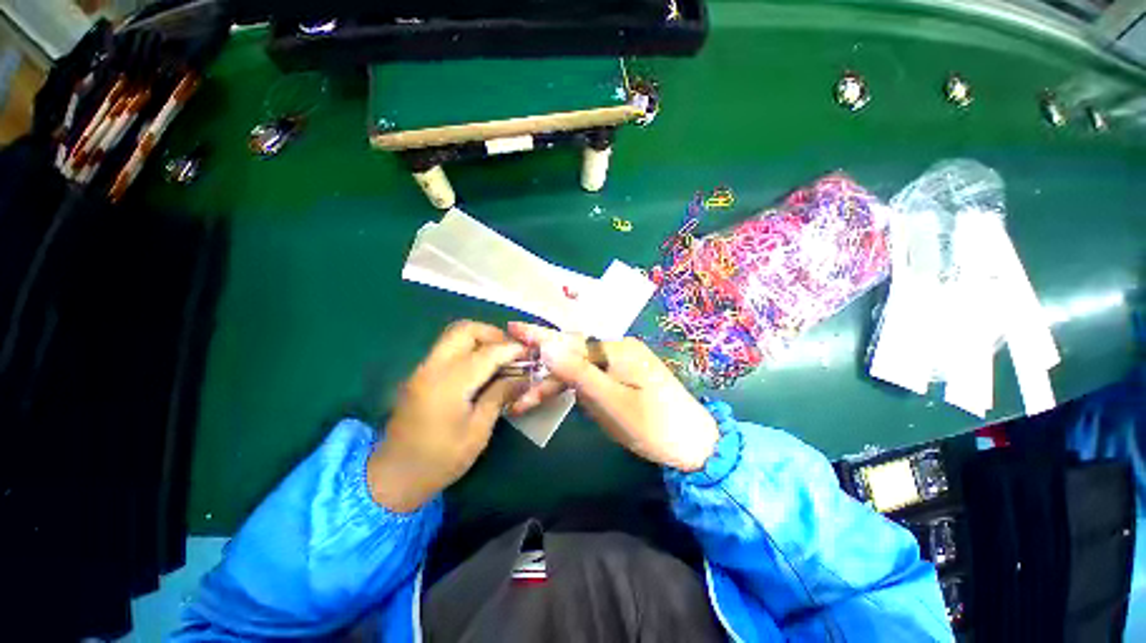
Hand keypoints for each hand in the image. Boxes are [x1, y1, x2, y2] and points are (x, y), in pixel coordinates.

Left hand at [368, 321, 528, 511]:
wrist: (393, 477)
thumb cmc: (440, 459)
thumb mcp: (478, 431)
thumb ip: (499, 396)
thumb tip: (523, 377)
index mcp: (448, 385)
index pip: (487, 353)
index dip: (511, 349)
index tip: (530, 353)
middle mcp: (432, 368)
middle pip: (464, 330)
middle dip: (493, 334)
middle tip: (511, 351)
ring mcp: (422, 369)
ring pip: (454, 335)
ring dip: (481, 339)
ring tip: (500, 357)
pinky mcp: (420, 374)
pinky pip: (448, 348)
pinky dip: (469, 349)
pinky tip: (482, 368)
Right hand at [507, 322, 718, 471]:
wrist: (696, 444)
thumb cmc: (654, 425)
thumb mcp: (611, 401)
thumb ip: (578, 373)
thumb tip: (547, 346)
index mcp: (616, 349)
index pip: (570, 342)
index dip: (540, 337)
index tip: (513, 328)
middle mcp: (618, 350)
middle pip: (573, 357)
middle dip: (546, 375)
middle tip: (520, 395)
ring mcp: (622, 363)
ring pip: (581, 370)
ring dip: (558, 385)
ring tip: (531, 401)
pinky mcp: (624, 377)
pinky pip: (593, 377)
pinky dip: (576, 389)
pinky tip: (566, 398)